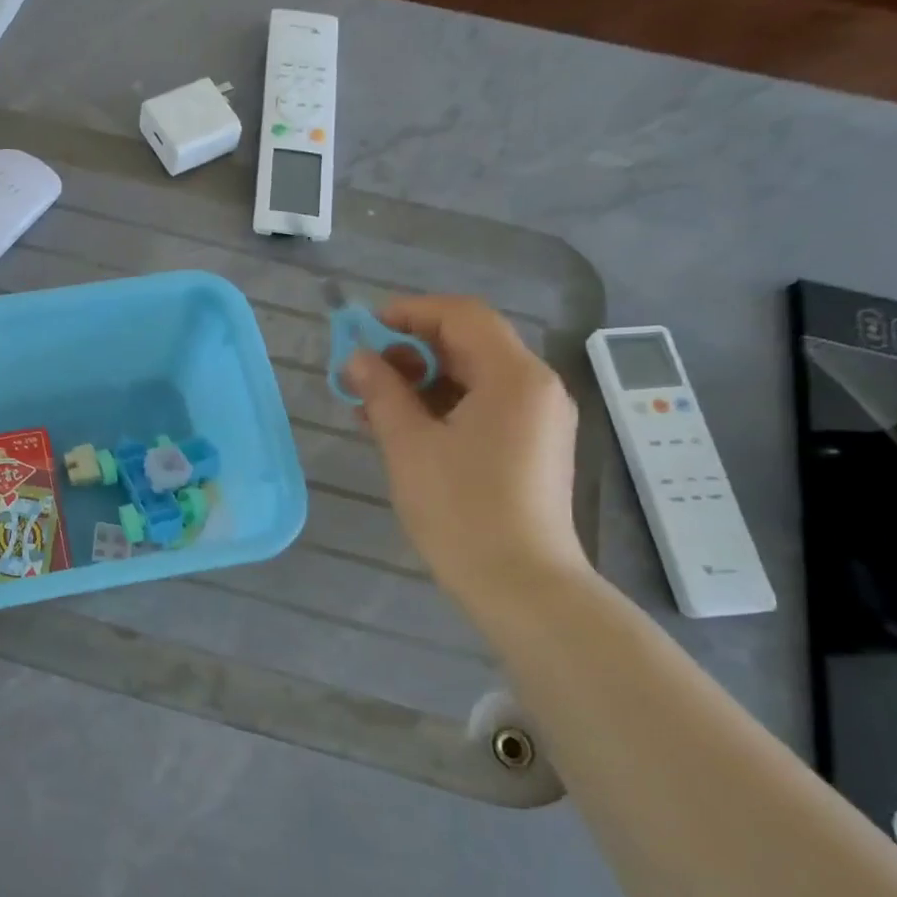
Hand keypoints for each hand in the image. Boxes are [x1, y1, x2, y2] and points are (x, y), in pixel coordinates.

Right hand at [343, 295, 586, 605]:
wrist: (519, 583)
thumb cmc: (461, 509)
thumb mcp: (409, 445)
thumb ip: (382, 392)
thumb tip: (358, 358)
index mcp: (514, 377)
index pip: (461, 317)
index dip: (409, 313)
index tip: (363, 328)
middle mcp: (536, 387)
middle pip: (469, 344)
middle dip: (409, 351)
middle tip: (360, 372)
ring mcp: (538, 419)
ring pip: (473, 377)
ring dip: (421, 381)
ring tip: (370, 404)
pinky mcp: (531, 446)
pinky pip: (482, 406)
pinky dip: (441, 406)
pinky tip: (401, 427)